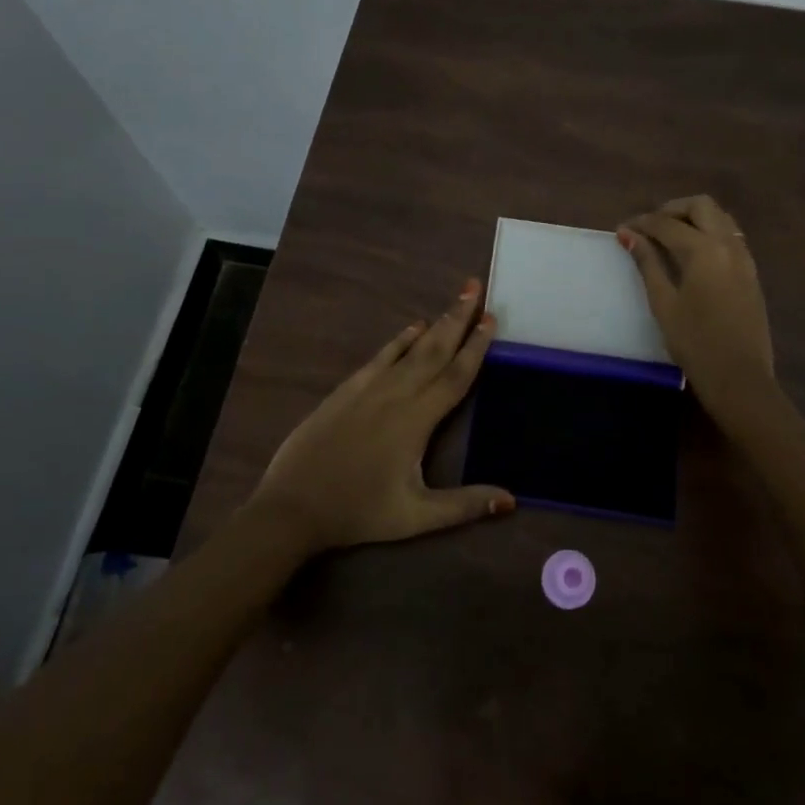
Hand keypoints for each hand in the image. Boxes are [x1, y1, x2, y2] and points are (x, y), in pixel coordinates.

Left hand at [249, 278, 515, 553]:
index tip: (490, 318)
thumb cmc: (358, 512)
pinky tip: (412, 327)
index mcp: (417, 420)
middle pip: (435, 350)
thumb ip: (464, 505)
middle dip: (458, 318)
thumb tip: (511, 501)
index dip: (476, 347)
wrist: (293, 505)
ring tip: (454, 300)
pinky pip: (381, 356)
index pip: (455, 376)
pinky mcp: (347, 390)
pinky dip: (399, 339)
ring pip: (410, 348)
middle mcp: (396, 394)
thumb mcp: (415, 516)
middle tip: (475, 288)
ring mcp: (369, 388)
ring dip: (435, 323)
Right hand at [618, 195, 774, 408]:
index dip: (642, 223)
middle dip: (673, 209)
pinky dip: (710, 232)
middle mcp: (728, 245)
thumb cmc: (694, 342)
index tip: (623, 229)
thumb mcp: (663, 302)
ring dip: (694, 218)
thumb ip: (647, 263)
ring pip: (720, 218)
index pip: (667, 224)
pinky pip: (730, 236)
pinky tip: (692, 254)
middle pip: (701, 206)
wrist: (739, 377)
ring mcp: (744, 257)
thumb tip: (628, 234)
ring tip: (669, 237)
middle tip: (650, 227)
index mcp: (704, 250)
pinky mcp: (751, 272)